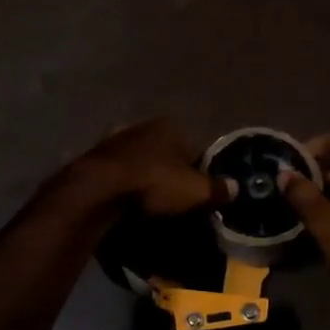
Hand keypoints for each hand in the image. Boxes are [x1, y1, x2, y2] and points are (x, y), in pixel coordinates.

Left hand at [71, 119, 232, 216]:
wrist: (98, 188)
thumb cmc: (154, 183)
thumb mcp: (195, 191)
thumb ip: (217, 189)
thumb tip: (236, 187)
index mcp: (170, 127)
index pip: (194, 148)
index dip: (199, 171)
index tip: (198, 194)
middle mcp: (142, 126)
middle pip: (164, 152)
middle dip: (169, 171)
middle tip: (172, 199)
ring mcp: (115, 140)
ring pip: (138, 159)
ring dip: (143, 175)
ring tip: (147, 203)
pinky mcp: (93, 157)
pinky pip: (116, 172)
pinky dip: (121, 183)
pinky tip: (124, 201)